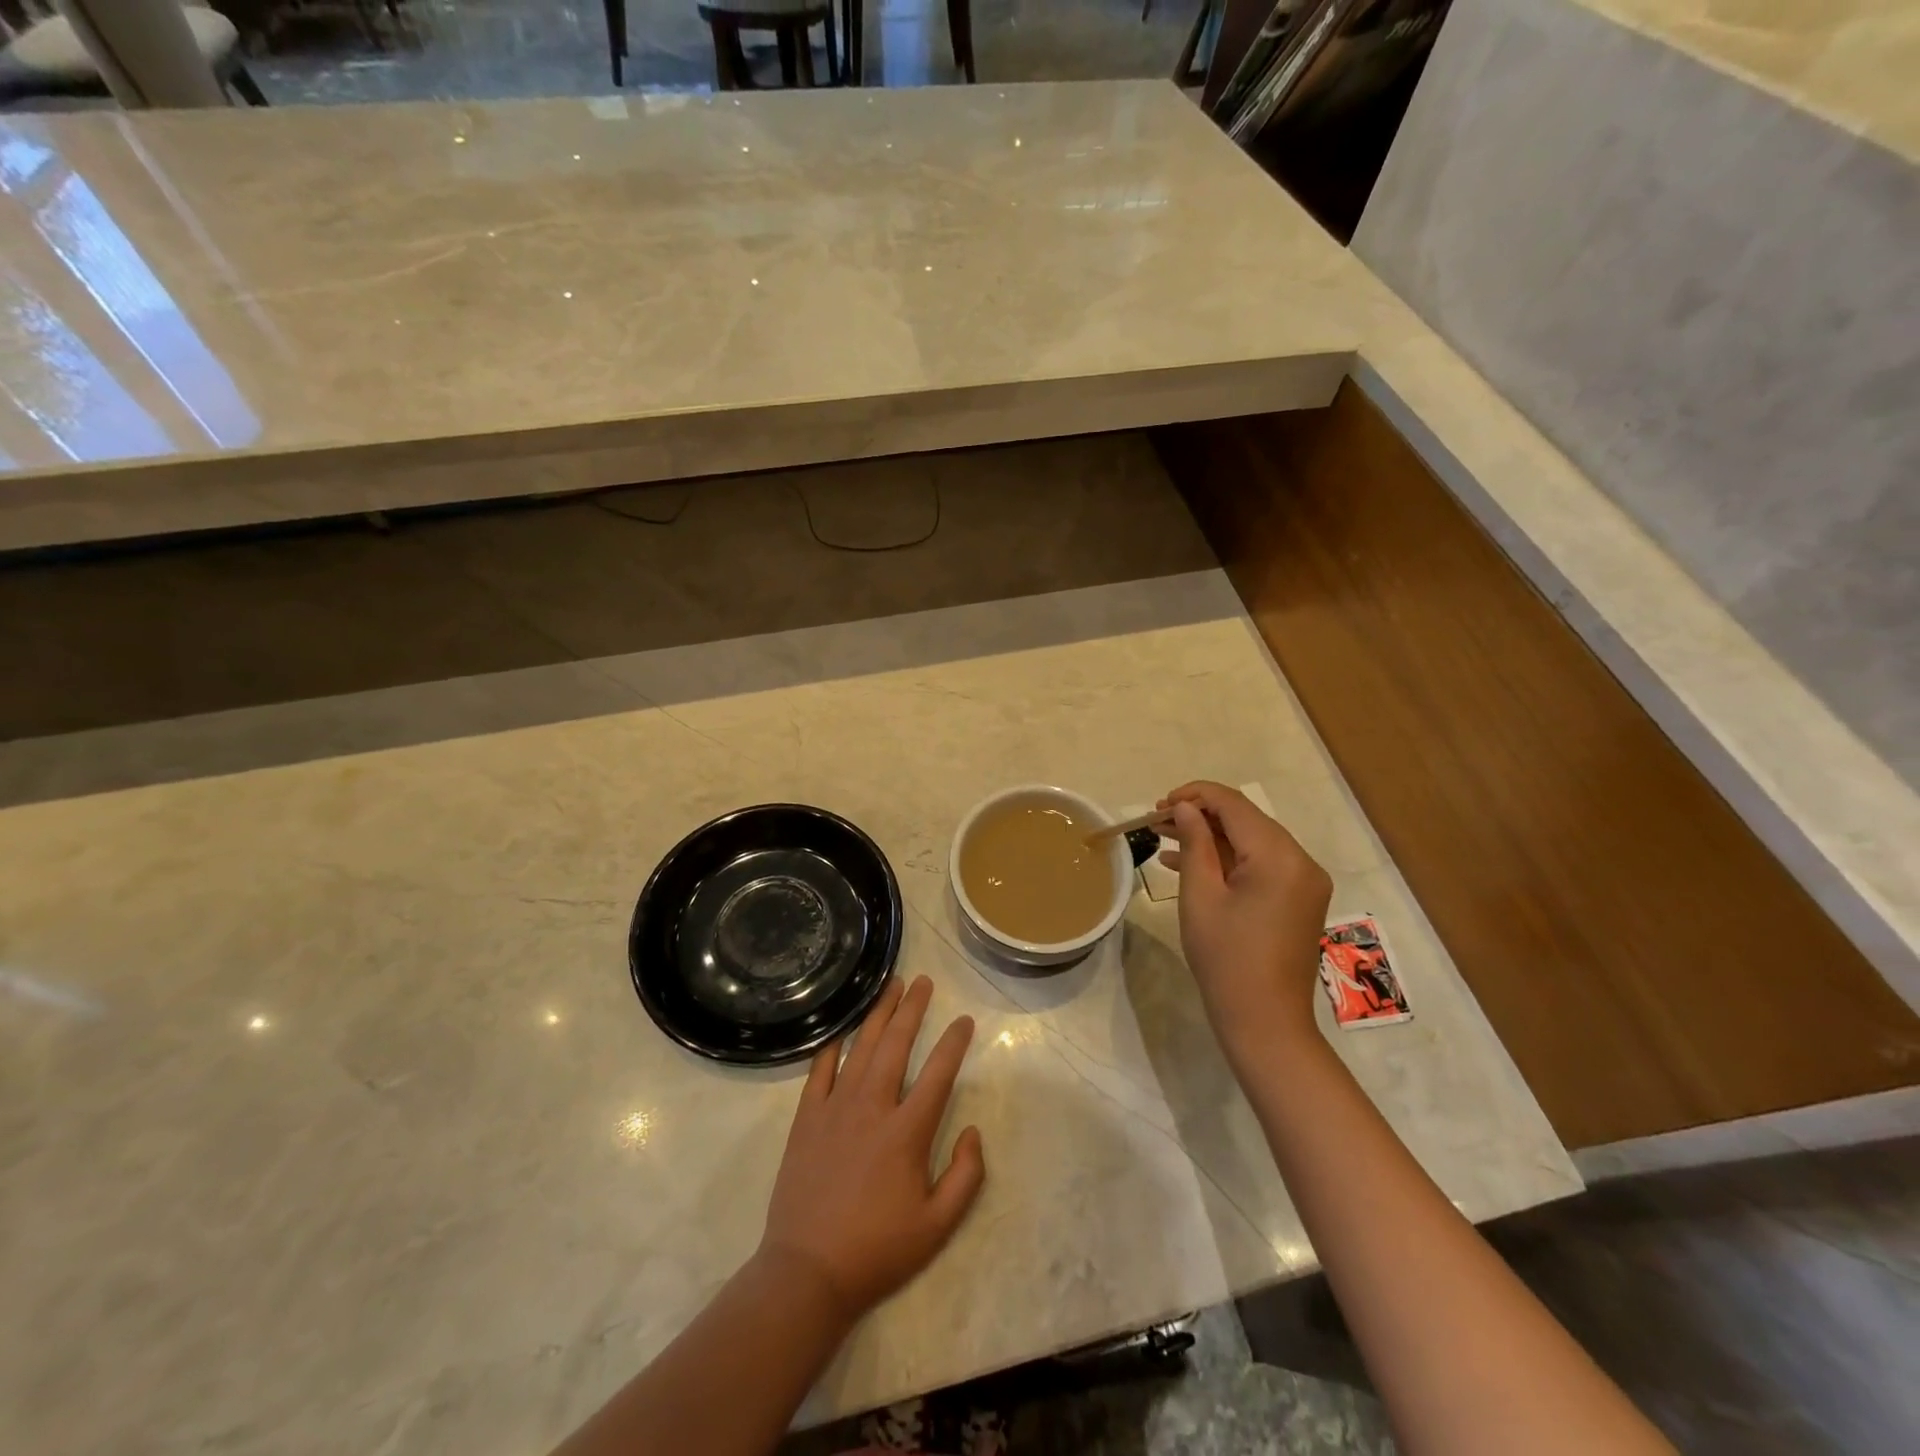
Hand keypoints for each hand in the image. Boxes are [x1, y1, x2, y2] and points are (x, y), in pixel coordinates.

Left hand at [759, 975, 984, 1322]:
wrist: (807, 1272)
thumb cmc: (878, 1250)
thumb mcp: (937, 1226)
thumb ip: (966, 1176)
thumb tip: (973, 1131)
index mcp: (907, 1132)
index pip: (938, 1073)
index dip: (954, 1042)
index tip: (963, 1020)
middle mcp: (872, 1107)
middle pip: (896, 1044)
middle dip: (912, 1008)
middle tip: (922, 981)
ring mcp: (835, 1109)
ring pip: (861, 1048)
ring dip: (878, 1014)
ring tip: (890, 986)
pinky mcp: (806, 1119)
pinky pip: (820, 1071)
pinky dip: (832, 1046)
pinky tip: (841, 1029)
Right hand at [1158, 781, 1332, 1068]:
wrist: (1265, 1022)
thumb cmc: (1225, 959)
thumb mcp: (1200, 896)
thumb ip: (1194, 843)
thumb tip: (1186, 808)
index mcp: (1279, 856)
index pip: (1234, 805)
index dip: (1195, 796)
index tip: (1159, 804)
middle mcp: (1301, 861)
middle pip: (1246, 820)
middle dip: (1201, 816)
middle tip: (1157, 821)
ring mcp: (1305, 882)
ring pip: (1252, 842)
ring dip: (1211, 837)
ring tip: (1166, 838)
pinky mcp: (1300, 899)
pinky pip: (1262, 865)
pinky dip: (1229, 860)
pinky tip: (1189, 864)